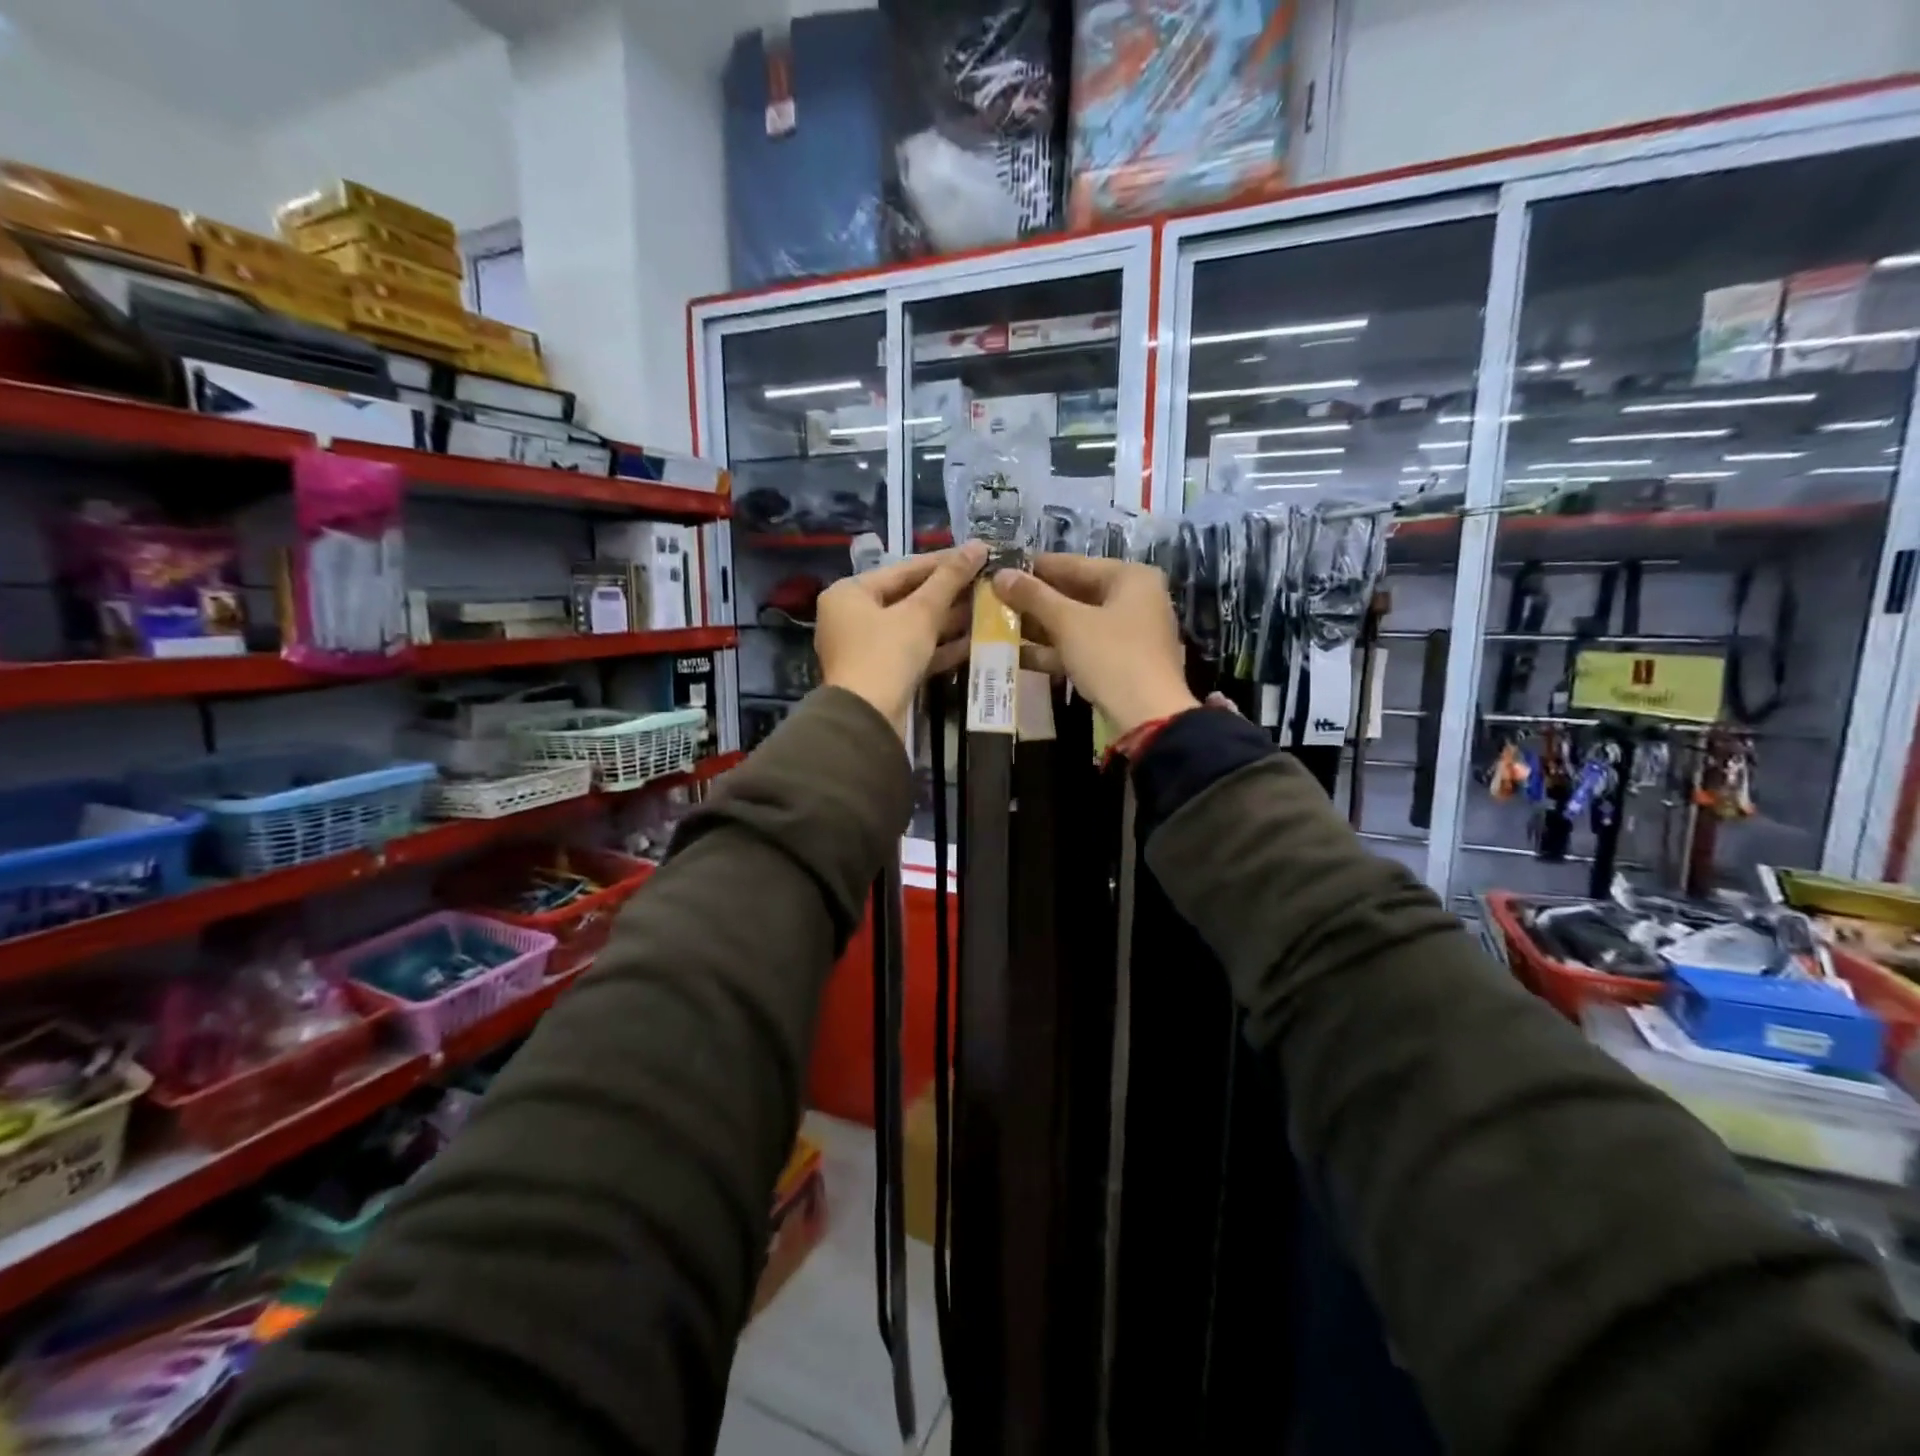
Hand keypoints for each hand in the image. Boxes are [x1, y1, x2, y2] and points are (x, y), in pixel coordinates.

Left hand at [816, 542, 986, 731]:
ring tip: (987, 609)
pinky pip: (913, 652)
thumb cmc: (886, 655)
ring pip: (913, 627)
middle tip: (986, 583)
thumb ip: (949, 578)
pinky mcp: (881, 675)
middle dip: (949, 594)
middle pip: (908, 598)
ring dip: (948, 621)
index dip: (944, 561)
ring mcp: (866, 648)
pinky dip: (939, 647)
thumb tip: (977, 546)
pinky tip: (974, 641)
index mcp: (850, 593)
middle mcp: (852, 617)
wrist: (867, 720)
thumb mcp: (920, 613)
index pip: (904, 569)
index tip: (977, 554)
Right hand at [991, 555, 1198, 734]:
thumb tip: (1000, 575)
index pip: (1074, 564)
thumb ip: (1033, 596)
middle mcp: (1134, 600)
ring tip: (998, 626)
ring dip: (1040, 628)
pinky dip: (1054, 650)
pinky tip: (1017, 655)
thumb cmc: (1112, 656)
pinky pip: (1081, 648)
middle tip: (995, 600)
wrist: (1148, 717)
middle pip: (1075, 594)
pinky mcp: (1119, 664)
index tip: (1001, 570)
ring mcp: (1128, 634)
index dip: (1035, 568)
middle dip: (1035, 601)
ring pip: (1076, 624)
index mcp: (1130, 578)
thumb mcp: (1068, 623)